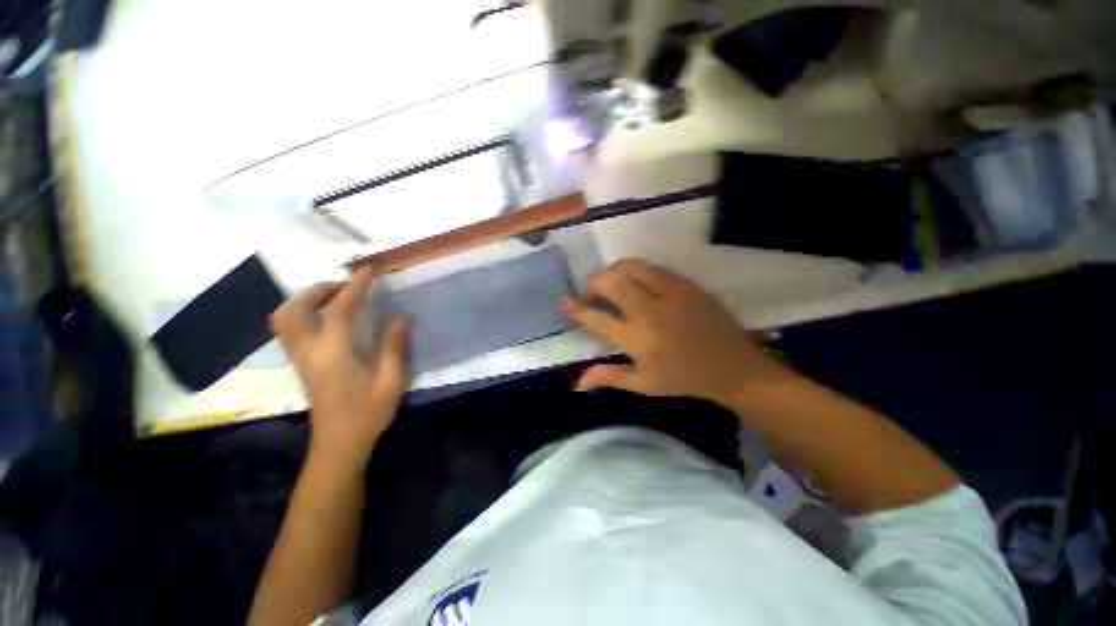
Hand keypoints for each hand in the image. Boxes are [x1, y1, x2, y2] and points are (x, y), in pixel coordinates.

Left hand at [271, 268, 407, 468]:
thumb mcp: (391, 381)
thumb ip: (394, 347)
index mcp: (334, 355)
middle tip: (347, 287)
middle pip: (294, 310)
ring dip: (307, 300)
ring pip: (284, 319)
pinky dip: (305, 314)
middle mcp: (309, 353)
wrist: (339, 444)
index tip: (368, 270)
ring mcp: (300, 359)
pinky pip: (291, 329)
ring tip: (336, 298)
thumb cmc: (368, 414)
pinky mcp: (300, 365)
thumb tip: (399, 319)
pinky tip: (329, 318)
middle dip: (319, 290)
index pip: (338, 311)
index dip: (354, 288)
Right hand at [562, 260, 785, 404]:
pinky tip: (638, 282)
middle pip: (611, 283)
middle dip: (593, 282)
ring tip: (612, 281)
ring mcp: (671, 294)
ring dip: (614, 271)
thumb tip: (576, 383)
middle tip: (591, 289)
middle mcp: (650, 313)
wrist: (733, 368)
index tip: (565, 300)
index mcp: (637, 340)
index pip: (597, 318)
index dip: (576, 308)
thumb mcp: (643, 384)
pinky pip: (654, 268)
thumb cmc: (684, 379)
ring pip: (631, 267)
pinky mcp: (687, 284)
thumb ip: (608, 377)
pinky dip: (638, 271)